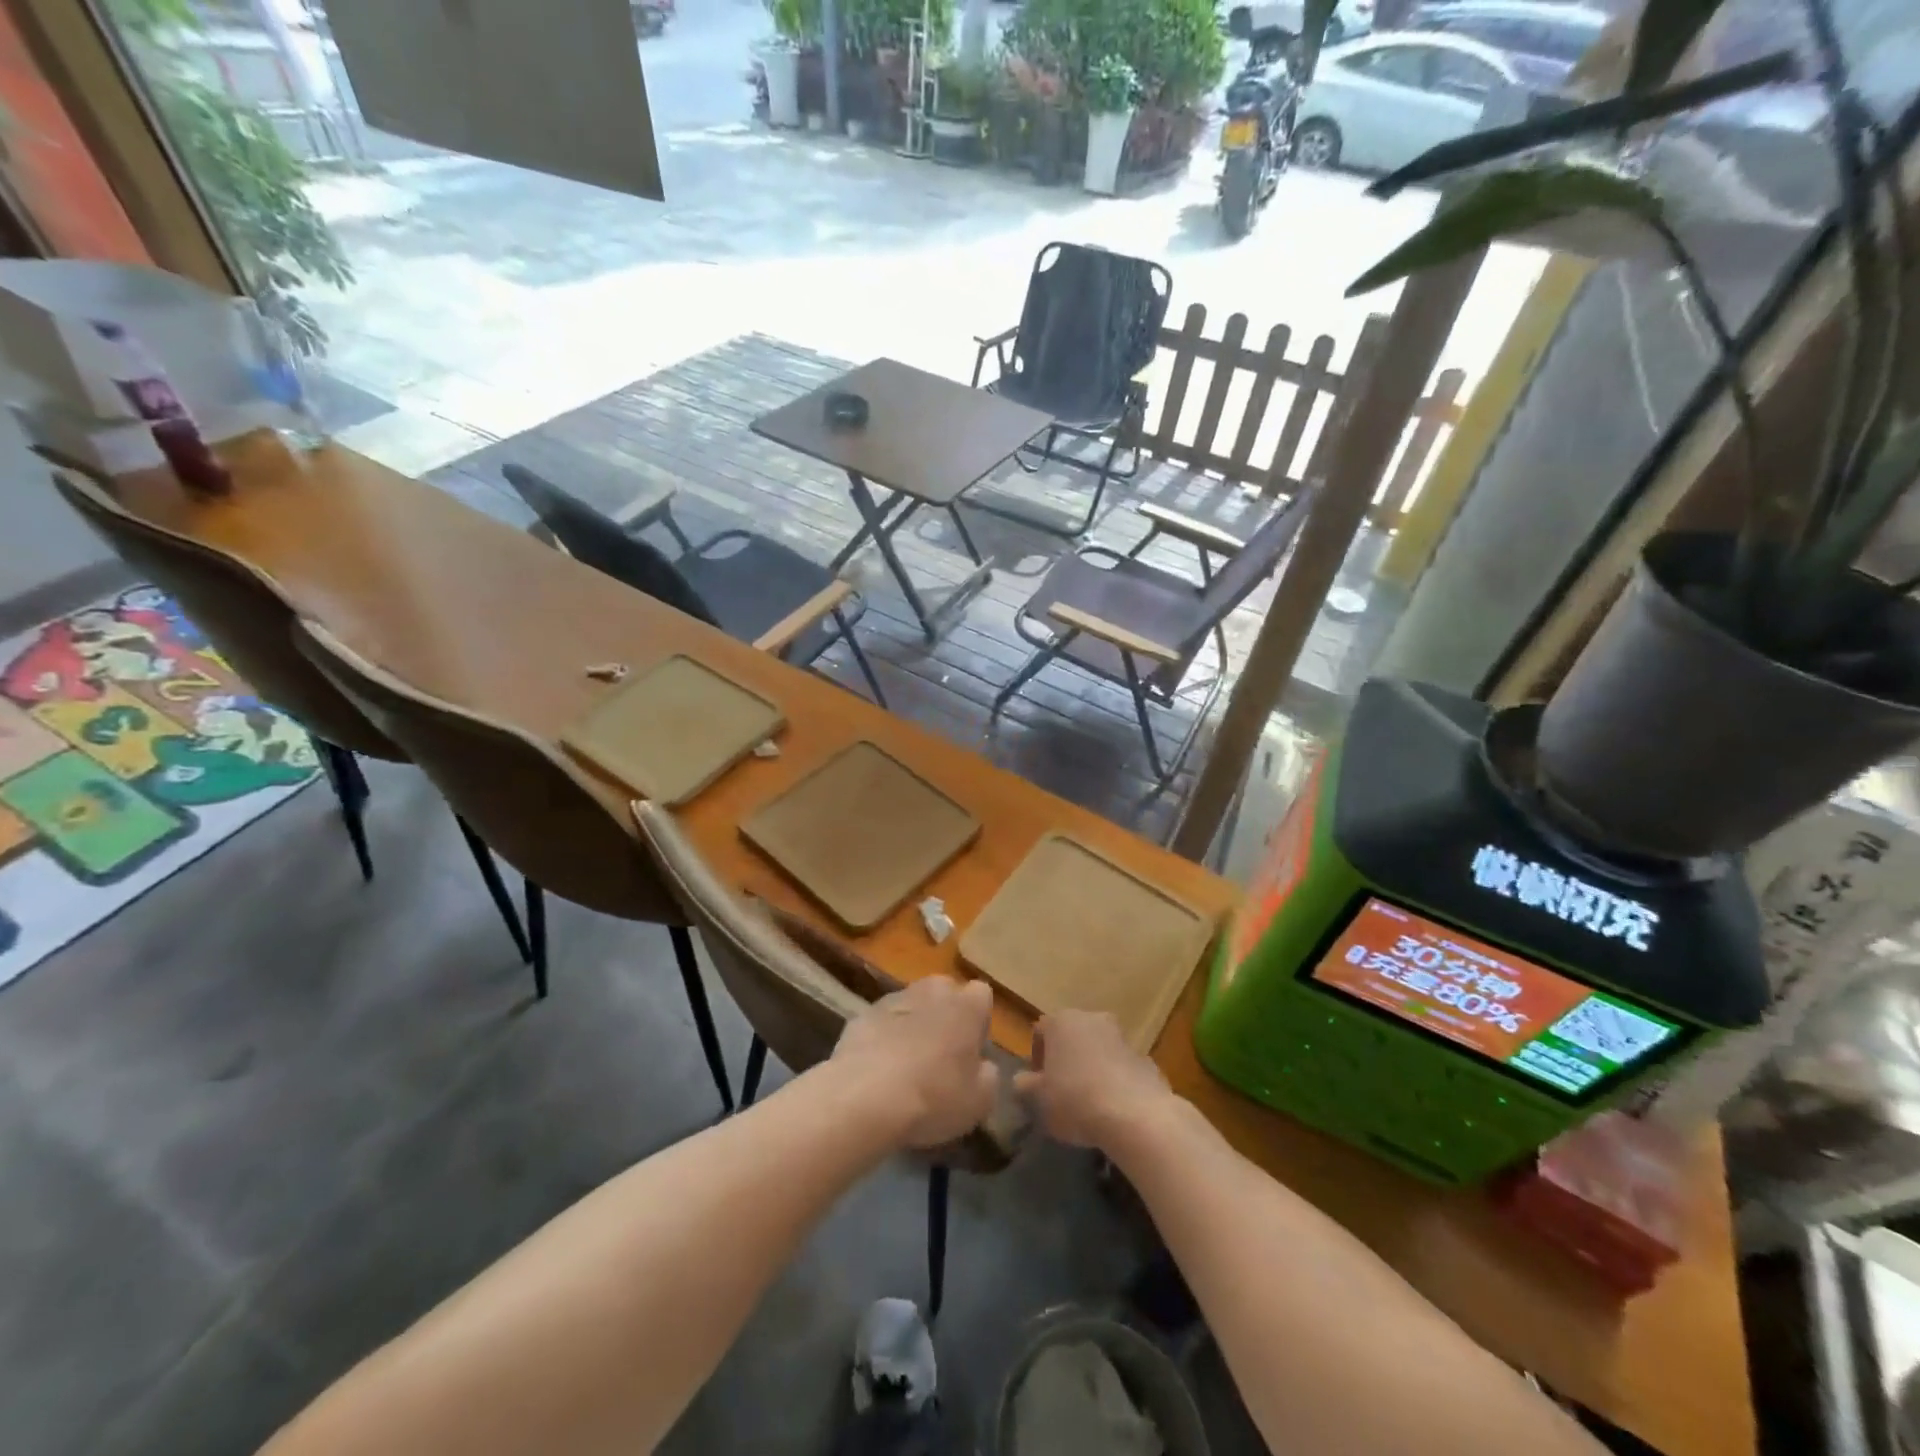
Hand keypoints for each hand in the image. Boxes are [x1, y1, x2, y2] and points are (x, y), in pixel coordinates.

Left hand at [832, 977, 998, 1149]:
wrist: (865, 1098)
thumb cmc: (934, 1096)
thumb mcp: (980, 1101)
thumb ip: (988, 1075)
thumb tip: (982, 1065)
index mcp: (967, 1005)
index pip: (982, 996)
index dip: (978, 1023)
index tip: (972, 1051)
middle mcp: (932, 990)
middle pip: (945, 995)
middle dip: (945, 1017)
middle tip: (941, 1057)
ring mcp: (894, 998)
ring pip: (912, 1006)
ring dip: (913, 1026)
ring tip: (905, 1066)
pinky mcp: (862, 1014)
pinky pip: (882, 1023)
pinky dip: (884, 1038)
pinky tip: (878, 1071)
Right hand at [1014, 1011, 1172, 1149]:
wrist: (1137, 1115)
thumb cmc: (1076, 1100)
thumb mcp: (1038, 1099)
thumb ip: (1025, 1086)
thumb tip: (1022, 1081)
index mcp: (1061, 1021)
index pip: (1040, 1031)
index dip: (1036, 1058)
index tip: (1038, 1085)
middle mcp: (1092, 1019)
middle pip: (1072, 1037)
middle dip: (1066, 1059)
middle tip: (1062, 1091)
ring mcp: (1122, 1037)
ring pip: (1099, 1050)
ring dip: (1092, 1069)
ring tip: (1089, 1103)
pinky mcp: (1146, 1059)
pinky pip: (1122, 1068)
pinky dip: (1116, 1082)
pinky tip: (1115, 1110)